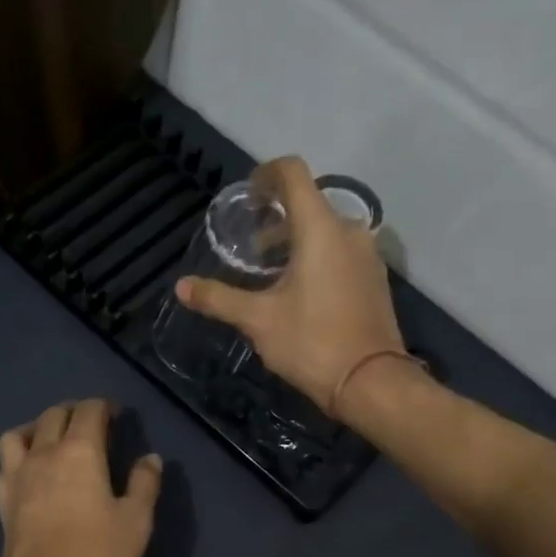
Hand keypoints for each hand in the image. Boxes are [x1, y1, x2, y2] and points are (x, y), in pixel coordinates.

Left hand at [0, 399, 162, 556]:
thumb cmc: (98, 556)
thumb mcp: (136, 520)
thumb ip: (145, 483)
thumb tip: (150, 458)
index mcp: (80, 451)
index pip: (89, 411)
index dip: (104, 406)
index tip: (116, 414)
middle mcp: (44, 454)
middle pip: (53, 415)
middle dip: (73, 411)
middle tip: (90, 423)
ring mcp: (17, 478)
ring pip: (17, 435)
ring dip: (35, 429)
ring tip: (50, 440)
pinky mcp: (2, 503)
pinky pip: (3, 469)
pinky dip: (15, 463)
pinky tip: (27, 475)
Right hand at [175, 156, 406, 411]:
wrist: (371, 383)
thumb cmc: (312, 342)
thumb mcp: (258, 320)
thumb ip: (219, 298)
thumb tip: (181, 287)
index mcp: (320, 229)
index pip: (293, 174)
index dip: (266, 174)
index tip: (247, 195)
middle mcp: (349, 231)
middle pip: (309, 202)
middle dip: (275, 217)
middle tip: (248, 245)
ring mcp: (367, 255)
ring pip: (326, 229)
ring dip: (294, 239)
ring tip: (267, 271)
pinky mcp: (374, 279)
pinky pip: (340, 251)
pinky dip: (315, 256)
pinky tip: (297, 289)